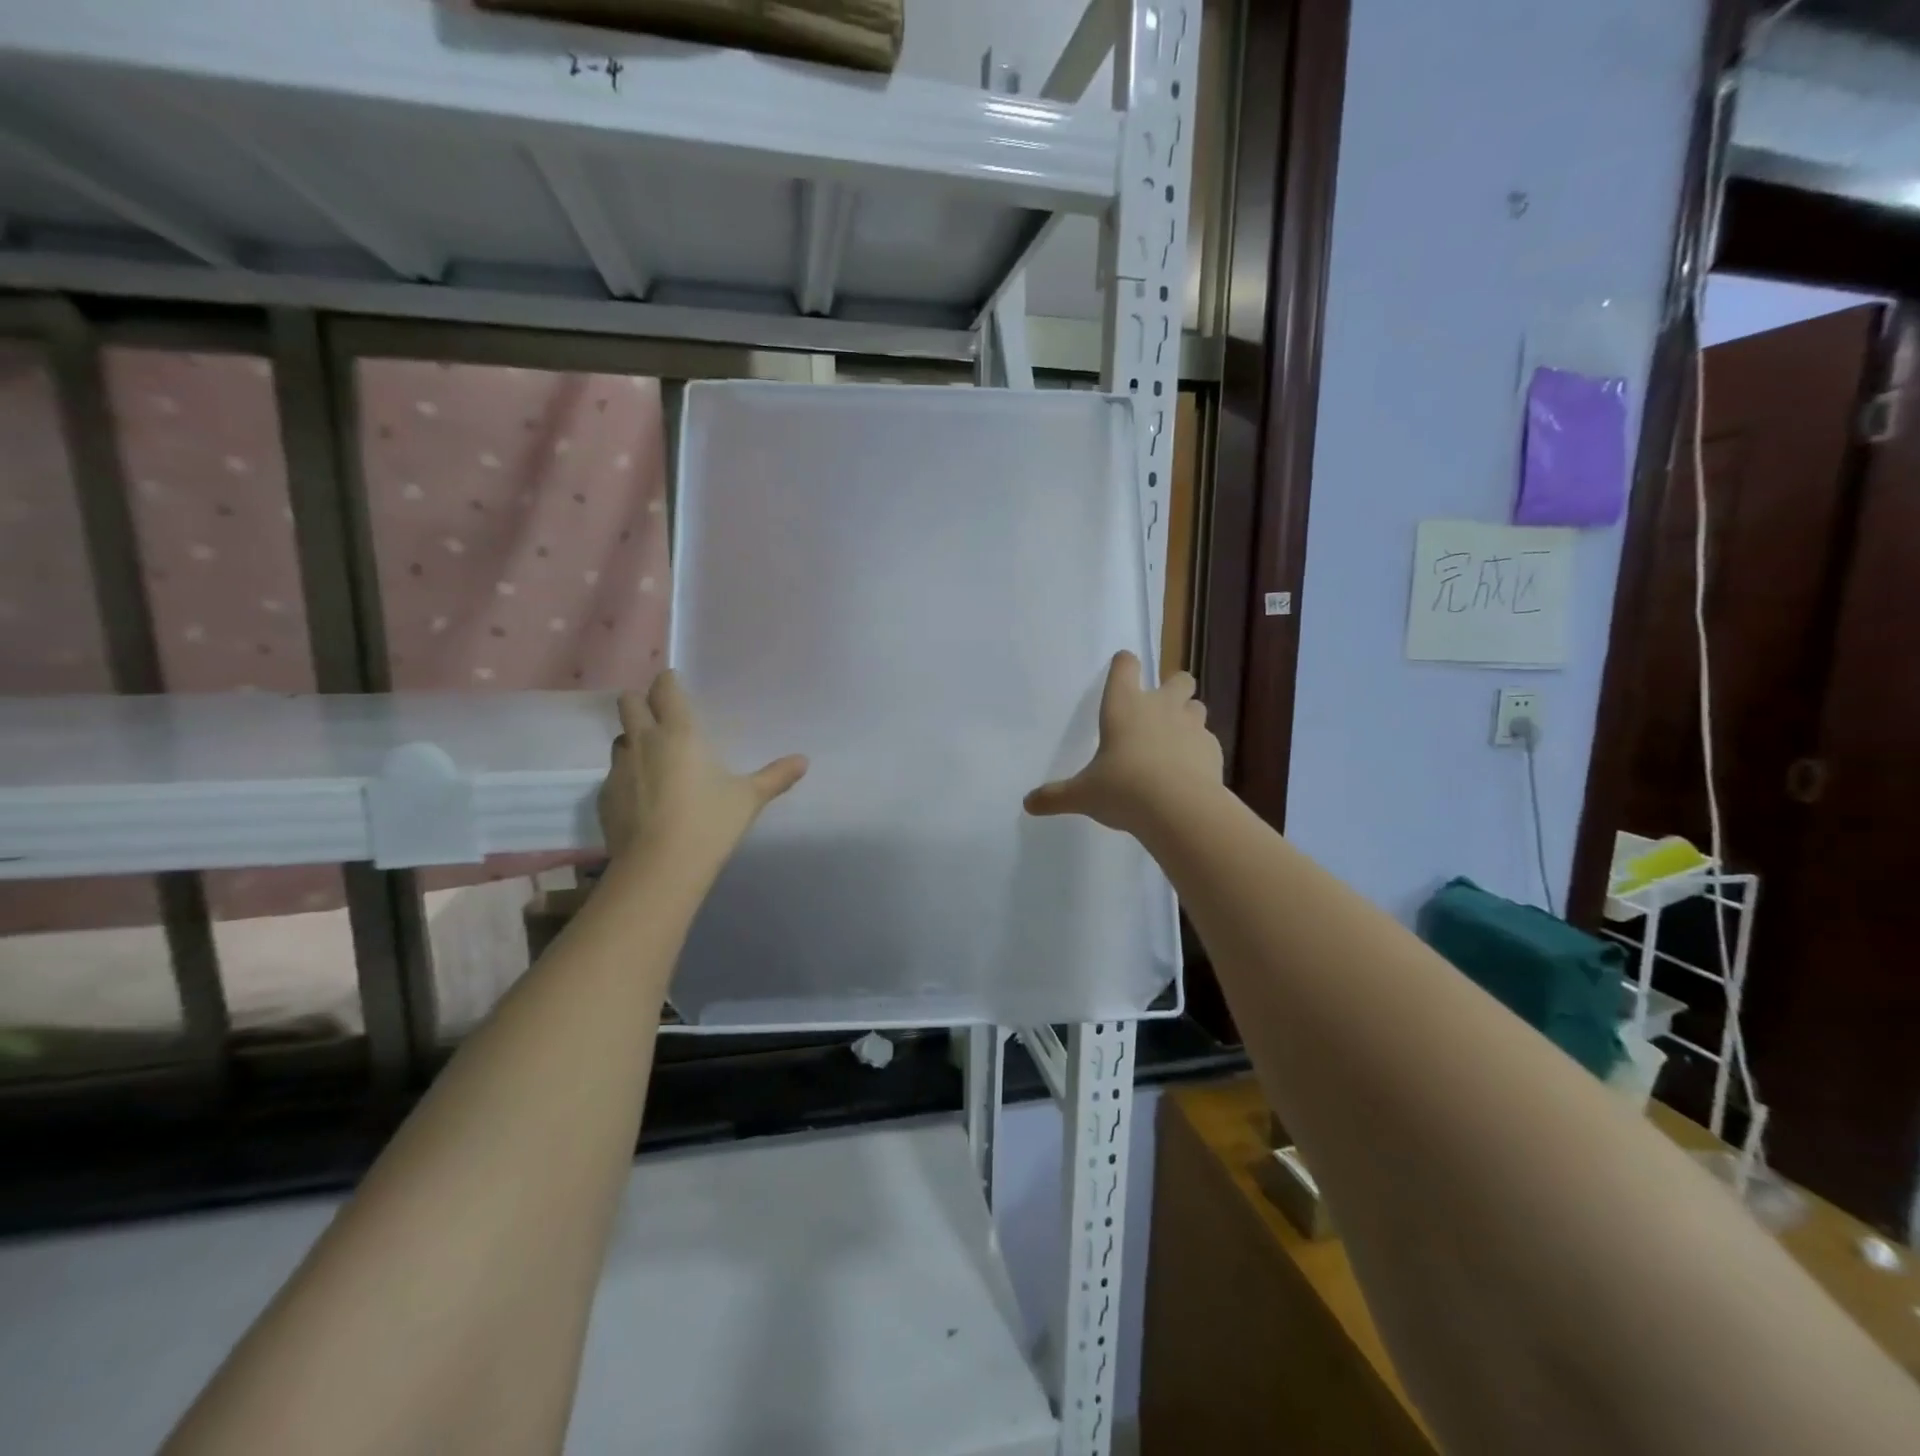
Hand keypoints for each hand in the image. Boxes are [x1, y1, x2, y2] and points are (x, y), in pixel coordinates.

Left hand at [597, 672, 807, 866]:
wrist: (659, 868)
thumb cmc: (709, 823)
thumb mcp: (749, 798)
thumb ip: (775, 776)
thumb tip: (803, 761)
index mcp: (679, 732)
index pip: (665, 688)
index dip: (669, 681)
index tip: (677, 685)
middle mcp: (643, 741)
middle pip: (629, 702)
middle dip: (642, 701)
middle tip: (662, 716)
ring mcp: (618, 769)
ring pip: (620, 738)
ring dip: (634, 740)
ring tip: (655, 759)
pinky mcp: (604, 796)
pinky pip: (614, 774)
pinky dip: (629, 777)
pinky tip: (645, 798)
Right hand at [1024, 651, 1222, 835]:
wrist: (1179, 809)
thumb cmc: (1123, 789)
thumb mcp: (1083, 795)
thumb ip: (1056, 796)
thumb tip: (1028, 804)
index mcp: (1124, 706)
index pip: (1125, 667)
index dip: (1124, 665)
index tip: (1122, 667)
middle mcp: (1161, 707)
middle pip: (1178, 679)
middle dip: (1172, 687)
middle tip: (1159, 708)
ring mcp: (1192, 726)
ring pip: (1197, 706)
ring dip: (1188, 715)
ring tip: (1175, 739)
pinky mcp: (1213, 749)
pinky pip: (1208, 740)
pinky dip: (1199, 750)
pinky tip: (1188, 770)